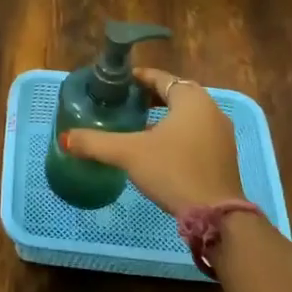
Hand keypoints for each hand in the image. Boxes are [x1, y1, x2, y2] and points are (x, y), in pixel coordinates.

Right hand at [61, 68, 242, 217]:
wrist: (216, 215)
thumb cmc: (173, 171)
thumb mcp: (129, 154)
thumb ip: (96, 143)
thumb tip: (66, 138)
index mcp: (190, 98)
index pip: (160, 77)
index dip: (137, 78)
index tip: (117, 84)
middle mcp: (210, 108)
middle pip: (175, 93)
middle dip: (150, 96)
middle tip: (124, 103)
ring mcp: (221, 132)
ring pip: (188, 114)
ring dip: (165, 115)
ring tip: (138, 125)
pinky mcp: (225, 154)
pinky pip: (197, 131)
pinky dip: (178, 131)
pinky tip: (160, 148)